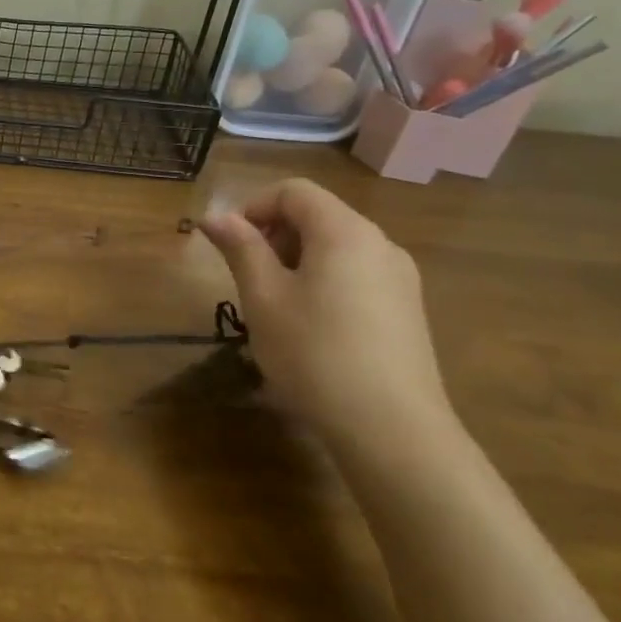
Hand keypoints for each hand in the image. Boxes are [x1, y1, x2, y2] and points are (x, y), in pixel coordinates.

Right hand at [200, 178, 456, 458]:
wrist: (392, 430)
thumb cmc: (314, 353)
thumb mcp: (263, 297)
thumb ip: (240, 248)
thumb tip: (214, 216)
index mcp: (345, 232)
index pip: (294, 191)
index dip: (253, 207)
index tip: (230, 246)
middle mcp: (380, 244)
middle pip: (318, 216)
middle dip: (274, 236)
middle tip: (248, 279)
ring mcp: (400, 279)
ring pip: (337, 248)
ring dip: (296, 262)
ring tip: (275, 307)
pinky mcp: (407, 311)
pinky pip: (356, 276)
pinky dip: (324, 283)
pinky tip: (310, 329)